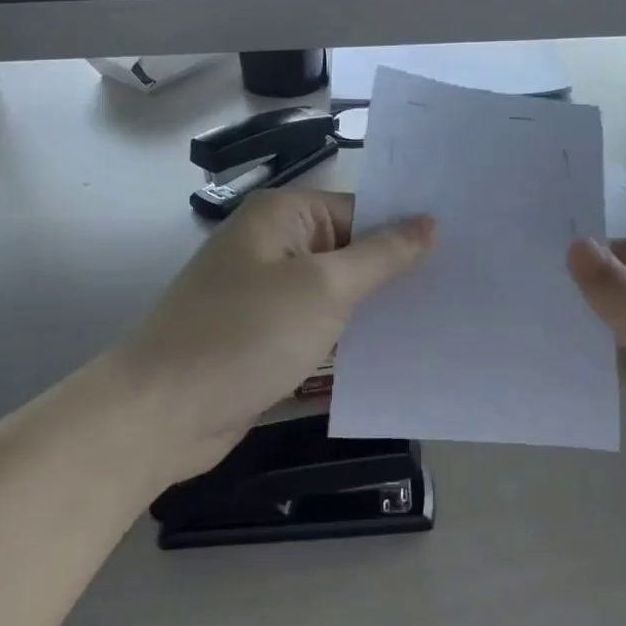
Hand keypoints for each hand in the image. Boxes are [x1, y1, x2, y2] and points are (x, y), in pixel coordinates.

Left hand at [113, 189, 434, 487]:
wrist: (162, 414)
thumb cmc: (245, 335)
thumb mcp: (323, 289)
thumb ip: (380, 256)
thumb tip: (429, 222)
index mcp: (282, 217)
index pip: (360, 211)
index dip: (406, 232)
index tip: (461, 251)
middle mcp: (274, 248)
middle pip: (350, 253)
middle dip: (396, 274)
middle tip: (463, 288)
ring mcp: (267, 297)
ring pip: (337, 296)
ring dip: (376, 311)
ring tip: (440, 322)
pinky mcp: (265, 340)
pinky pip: (319, 330)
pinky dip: (349, 341)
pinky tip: (395, 355)